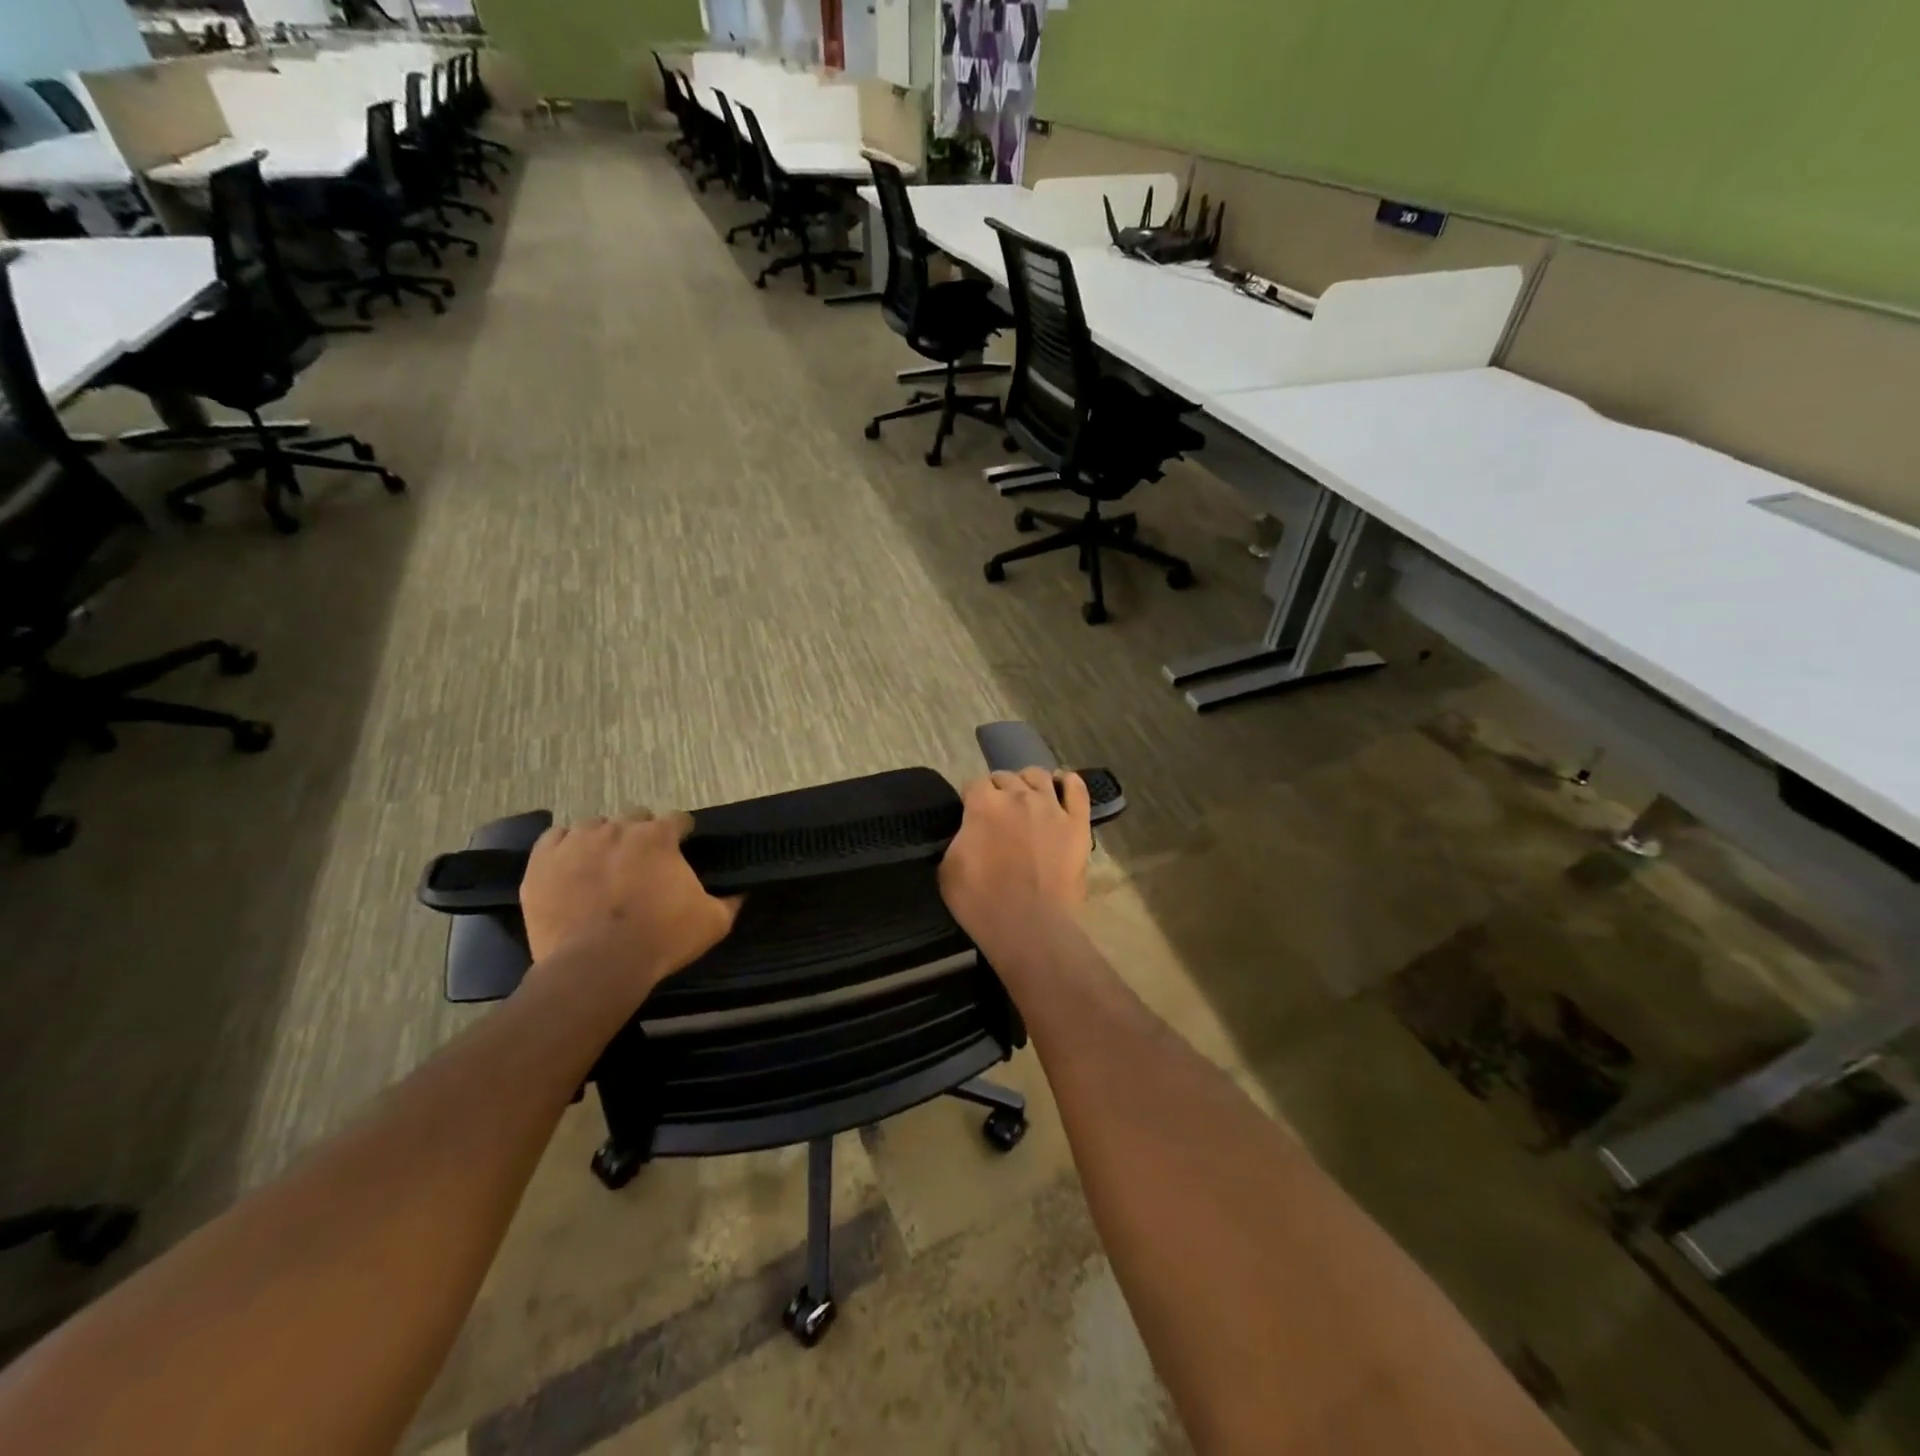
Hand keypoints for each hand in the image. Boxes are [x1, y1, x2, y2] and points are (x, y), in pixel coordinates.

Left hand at [520, 810, 742, 1001]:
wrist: (596, 967)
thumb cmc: (660, 940)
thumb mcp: (712, 923)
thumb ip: (730, 901)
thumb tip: (742, 891)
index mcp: (659, 837)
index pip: (677, 819)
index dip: (681, 834)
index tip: (682, 850)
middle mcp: (618, 829)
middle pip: (634, 817)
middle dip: (641, 835)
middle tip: (643, 865)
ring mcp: (576, 842)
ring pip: (594, 826)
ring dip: (604, 840)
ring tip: (605, 866)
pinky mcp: (542, 862)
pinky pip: (554, 838)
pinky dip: (565, 847)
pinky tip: (572, 865)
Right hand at [939, 769, 1090, 946]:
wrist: (1030, 926)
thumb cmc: (981, 902)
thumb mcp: (948, 869)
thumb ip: (959, 838)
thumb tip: (969, 829)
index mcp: (984, 804)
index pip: (974, 784)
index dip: (971, 798)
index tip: (971, 815)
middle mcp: (1018, 795)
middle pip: (1006, 777)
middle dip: (998, 790)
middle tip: (998, 813)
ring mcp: (1051, 807)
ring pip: (1038, 776)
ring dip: (1028, 783)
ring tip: (1027, 799)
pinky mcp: (1077, 822)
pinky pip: (1077, 788)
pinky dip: (1068, 782)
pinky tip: (1061, 786)